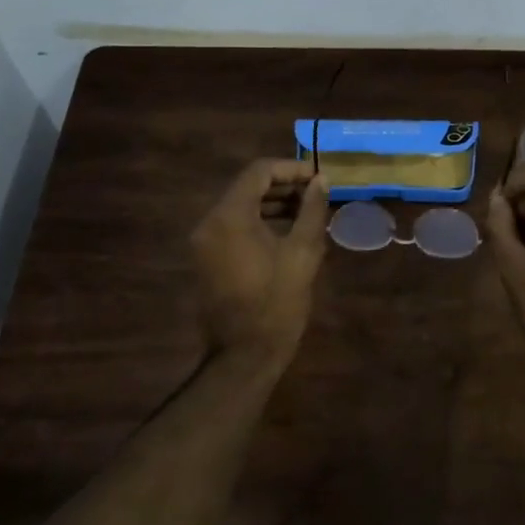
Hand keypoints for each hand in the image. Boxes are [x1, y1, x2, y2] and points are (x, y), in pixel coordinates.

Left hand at [191, 159, 328, 367]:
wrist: (243, 356)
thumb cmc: (277, 303)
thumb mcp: (303, 253)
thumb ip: (312, 210)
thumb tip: (320, 181)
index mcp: (230, 216)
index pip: (258, 172)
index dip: (290, 168)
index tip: (318, 177)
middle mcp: (210, 222)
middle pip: (247, 187)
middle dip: (283, 186)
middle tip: (316, 194)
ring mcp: (204, 242)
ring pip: (240, 207)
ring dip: (273, 204)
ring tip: (308, 212)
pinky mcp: (206, 258)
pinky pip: (233, 226)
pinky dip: (259, 221)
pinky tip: (287, 232)